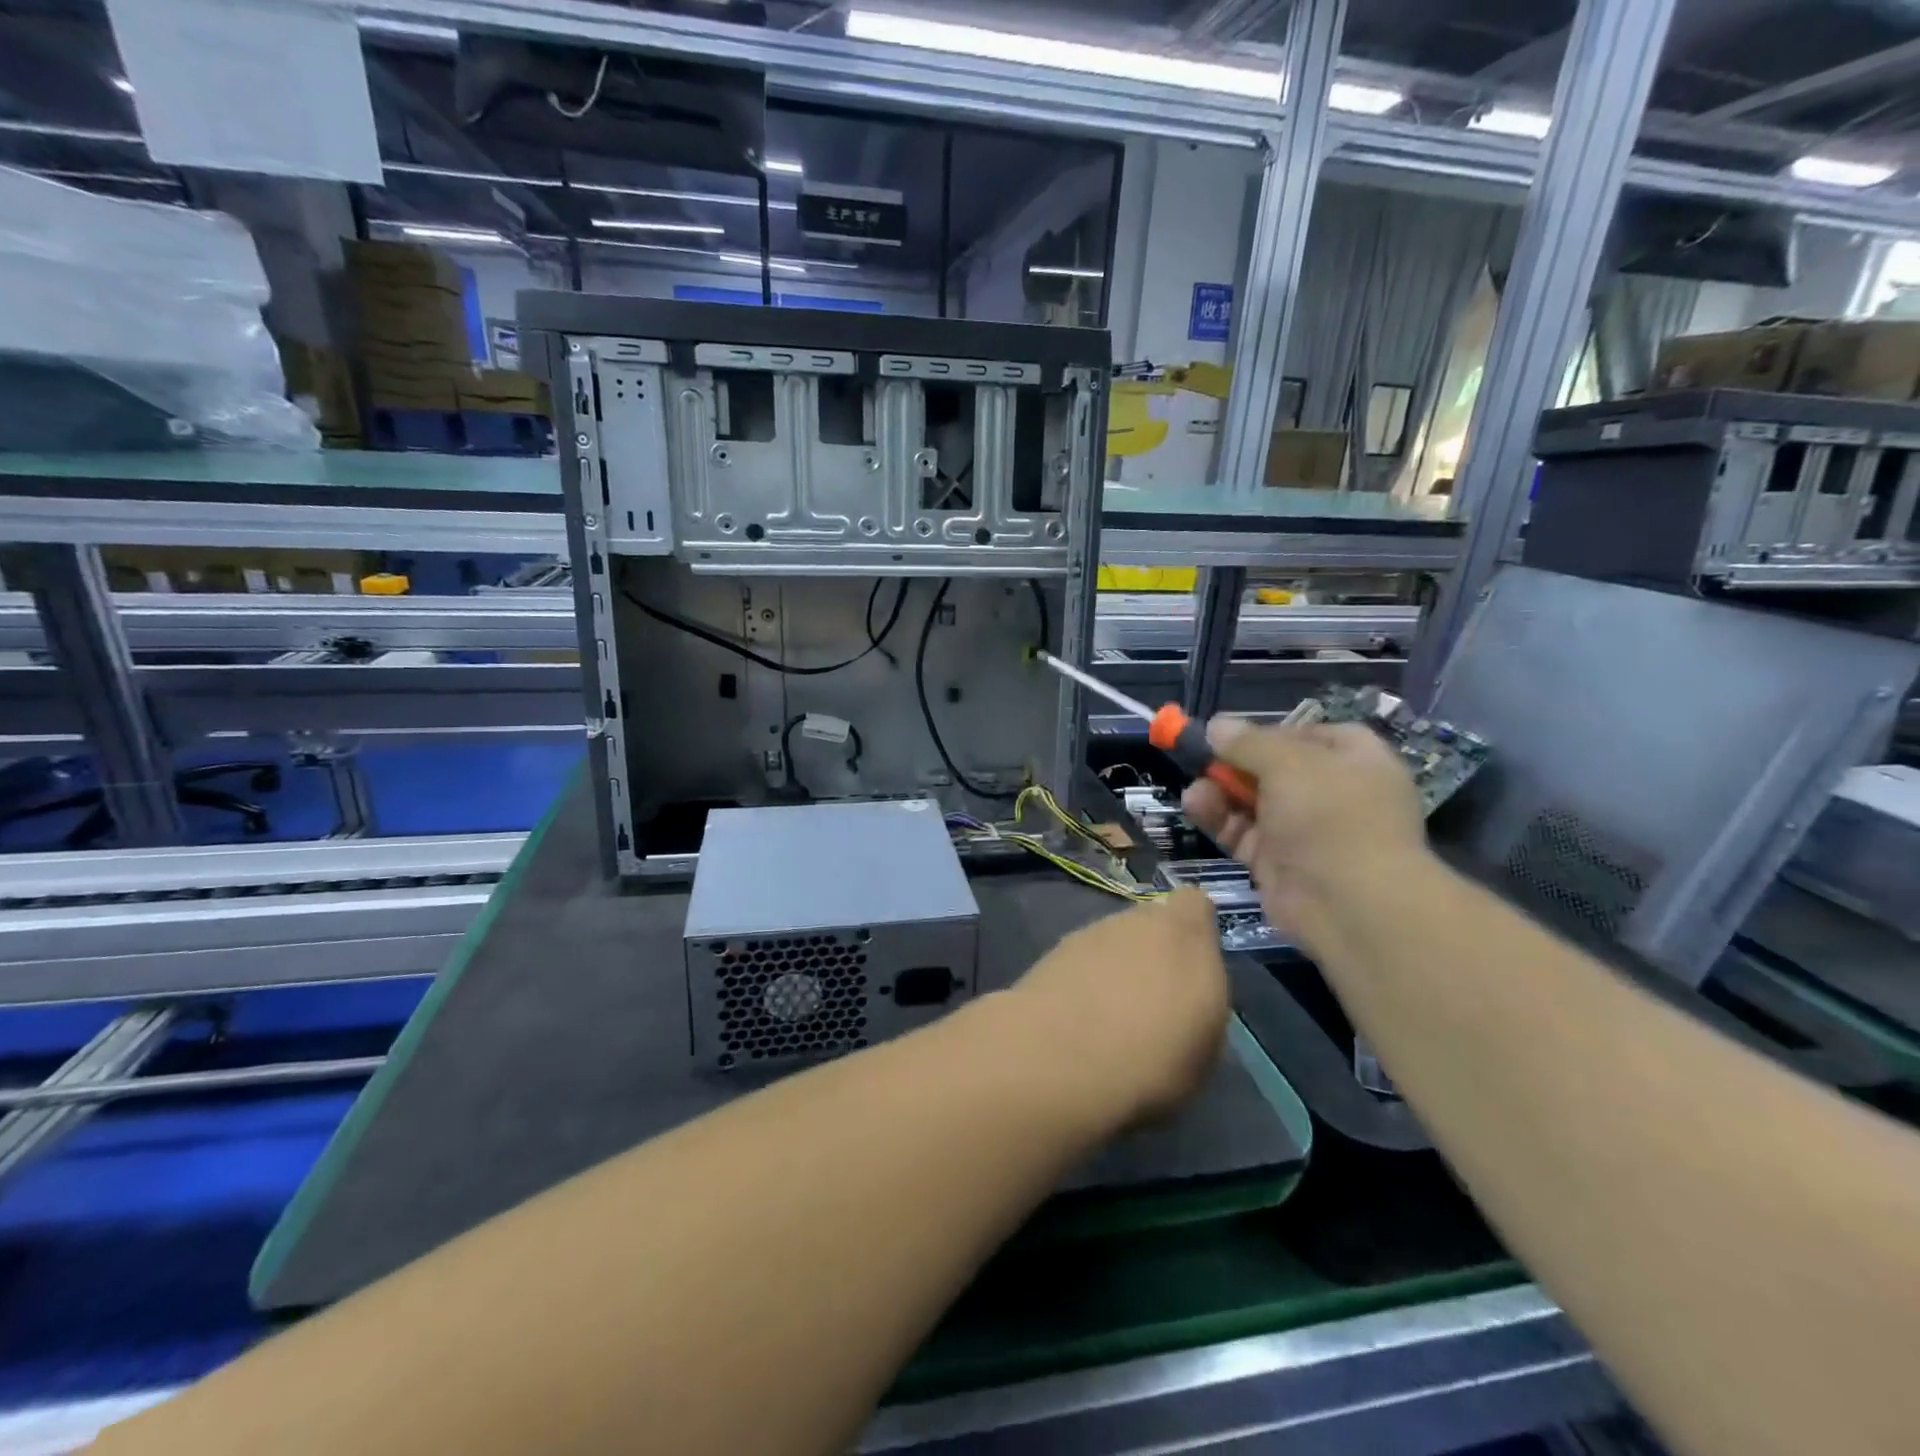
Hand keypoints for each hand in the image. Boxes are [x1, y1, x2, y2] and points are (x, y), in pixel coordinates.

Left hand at [1012, 888, 1228, 1125]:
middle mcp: (1138, 922)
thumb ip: (1198, 1004)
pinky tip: (1077, 1019)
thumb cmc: (1151, 1064)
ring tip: (1110, 1018)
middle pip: (1151, 923)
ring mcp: (1090, 932)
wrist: (1059, 1062)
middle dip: (1153, 952)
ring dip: (1115, 966)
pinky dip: (1083, 979)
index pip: (1194, 904)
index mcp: (1186, 938)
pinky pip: (1081, 959)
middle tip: (1152, 1002)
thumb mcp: (1204, 1052)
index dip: (1194, 929)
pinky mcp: (1052, 950)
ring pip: (1113, 940)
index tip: (1194, 966)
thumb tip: (1184, 997)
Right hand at [1181, 718, 1428, 951]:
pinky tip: (1195, 806)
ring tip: (1195, 791)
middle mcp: (1331, 793)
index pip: (1307, 735)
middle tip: (1201, 760)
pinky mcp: (1276, 860)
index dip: (1268, 732)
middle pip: (1273, 769)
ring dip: (1219, 791)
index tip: (1232, 734)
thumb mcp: (1288, 762)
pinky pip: (1241, 831)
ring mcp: (1303, 830)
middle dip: (1234, 764)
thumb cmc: (1330, 814)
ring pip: (1252, 801)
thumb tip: (1217, 724)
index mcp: (1354, 760)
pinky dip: (1218, 818)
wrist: (1349, 903)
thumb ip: (1247, 742)